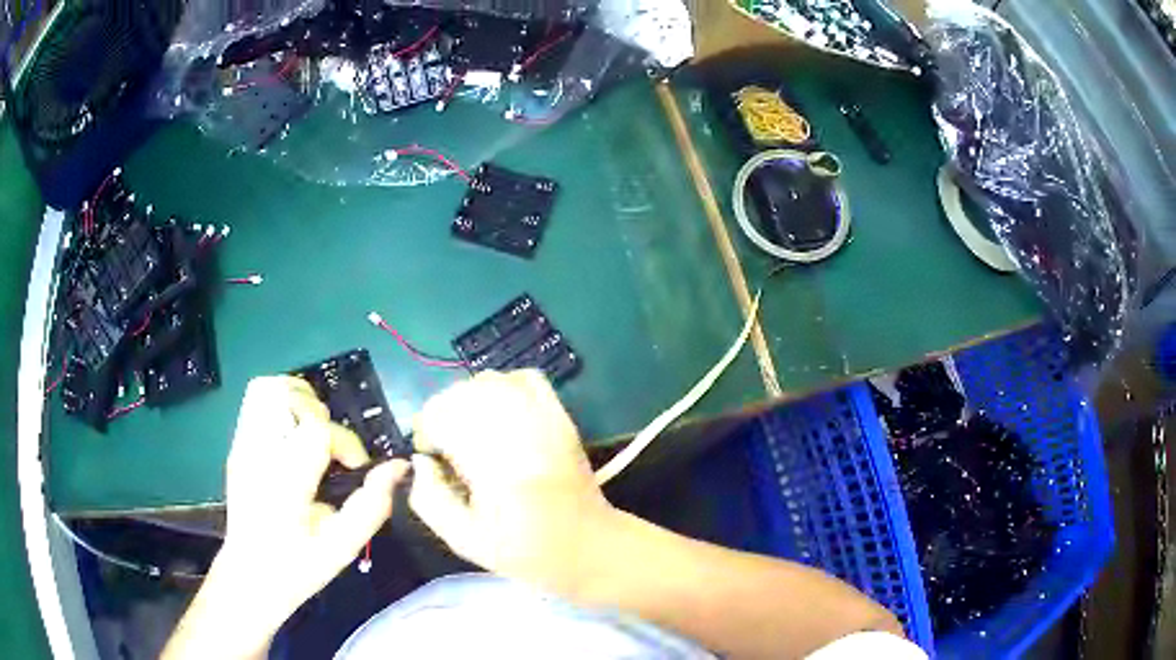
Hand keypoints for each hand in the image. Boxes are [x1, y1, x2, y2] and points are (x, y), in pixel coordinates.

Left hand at [164, 376, 407, 658]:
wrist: (250, 575)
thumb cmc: (298, 567)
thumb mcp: (343, 546)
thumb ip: (372, 505)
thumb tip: (399, 466)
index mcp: (283, 483)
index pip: (316, 430)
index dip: (346, 443)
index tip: (355, 469)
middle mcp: (257, 455)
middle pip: (286, 396)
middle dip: (319, 413)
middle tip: (331, 448)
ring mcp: (242, 446)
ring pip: (266, 389)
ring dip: (298, 400)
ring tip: (314, 432)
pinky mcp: (237, 444)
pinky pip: (256, 401)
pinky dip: (281, 404)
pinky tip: (295, 436)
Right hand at [409, 370, 619, 596]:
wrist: (587, 546)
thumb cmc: (523, 550)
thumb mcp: (463, 539)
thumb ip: (429, 499)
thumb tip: (420, 461)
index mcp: (489, 461)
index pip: (438, 414)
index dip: (426, 434)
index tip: (434, 459)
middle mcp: (515, 428)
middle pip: (459, 393)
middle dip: (444, 416)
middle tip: (451, 450)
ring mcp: (542, 416)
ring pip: (488, 380)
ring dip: (469, 401)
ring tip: (474, 434)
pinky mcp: (560, 415)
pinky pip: (523, 378)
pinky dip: (504, 387)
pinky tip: (501, 415)